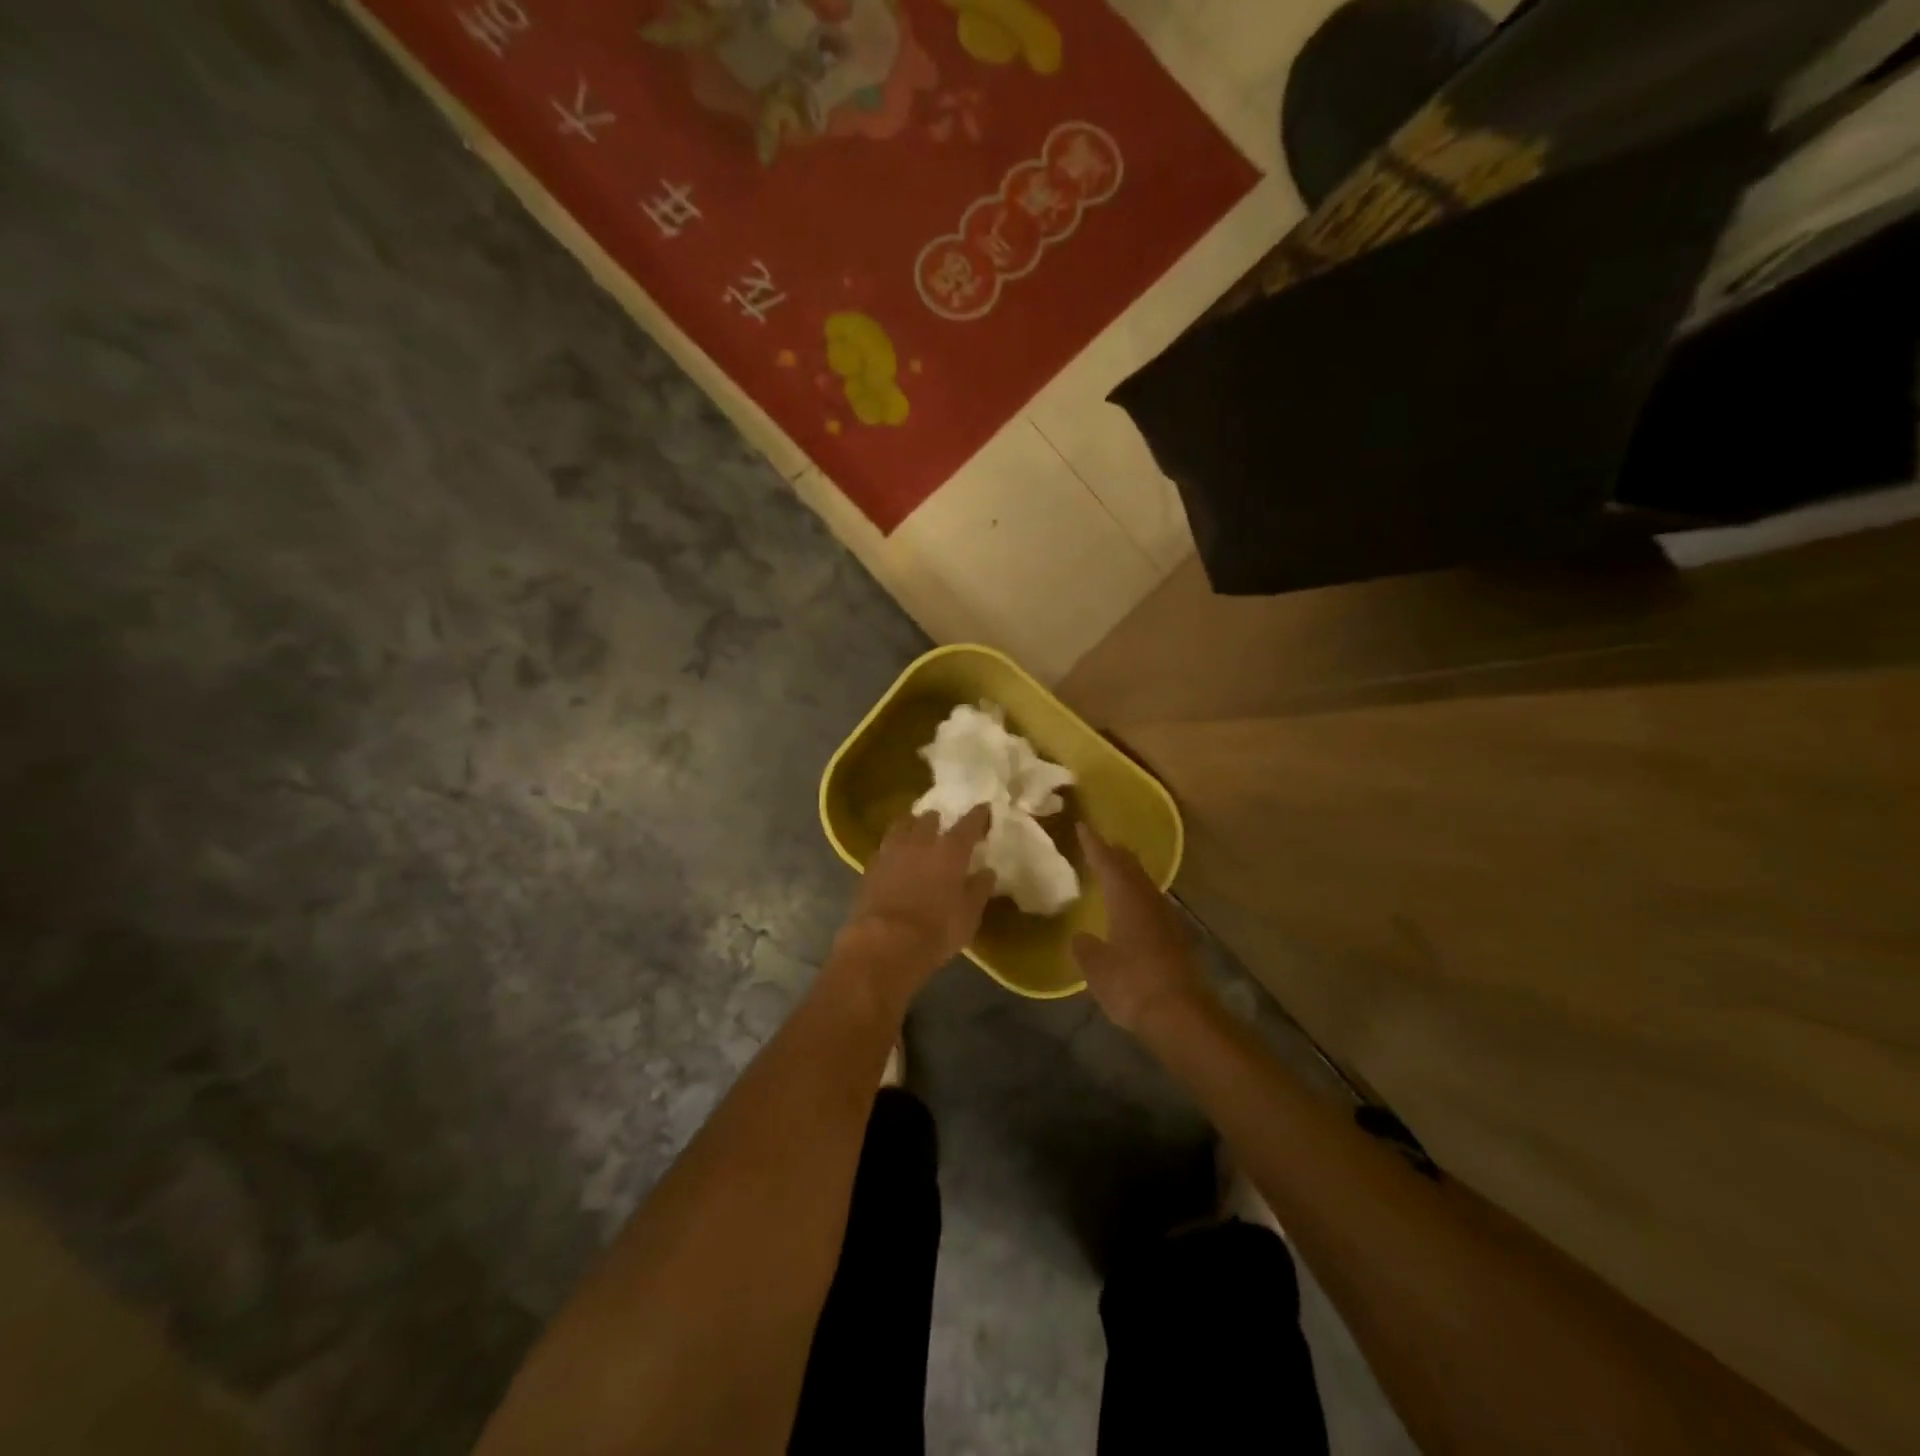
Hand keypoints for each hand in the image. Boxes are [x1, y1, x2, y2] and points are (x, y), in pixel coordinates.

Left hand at [832, 806, 993, 1014]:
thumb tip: (986, 871)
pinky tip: (895, 857)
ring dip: (911, 826)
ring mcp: (891, 851)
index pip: (968, 824)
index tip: (983, 808)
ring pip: (901, 826)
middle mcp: (920, 842)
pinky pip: (884, 847)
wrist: (884, 944)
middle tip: (941, 826)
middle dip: (937, 820)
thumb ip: (979, 889)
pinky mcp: (870, 866)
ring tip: (914, 833)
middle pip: (929, 818)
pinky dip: (893, 848)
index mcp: (950, 850)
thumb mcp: (969, 915)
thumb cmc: (936, 930)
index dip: (978, 815)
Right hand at [1072, 824, 1208, 1034]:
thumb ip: (1086, 948)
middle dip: (1116, 855)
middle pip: (1132, 869)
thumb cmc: (1131, 983)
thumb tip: (1082, 938)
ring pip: (1145, 887)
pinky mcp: (1176, 940)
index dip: (1094, 845)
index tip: (1083, 827)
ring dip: (1130, 876)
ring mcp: (1167, 920)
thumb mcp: (1096, 966)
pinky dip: (1138, 899)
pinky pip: (1152, 907)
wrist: (1179, 1014)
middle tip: (1101, 845)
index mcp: (1126, 899)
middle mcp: (1149, 902)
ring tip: (1115, 872)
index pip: (1108, 862)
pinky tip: (1132, 910)